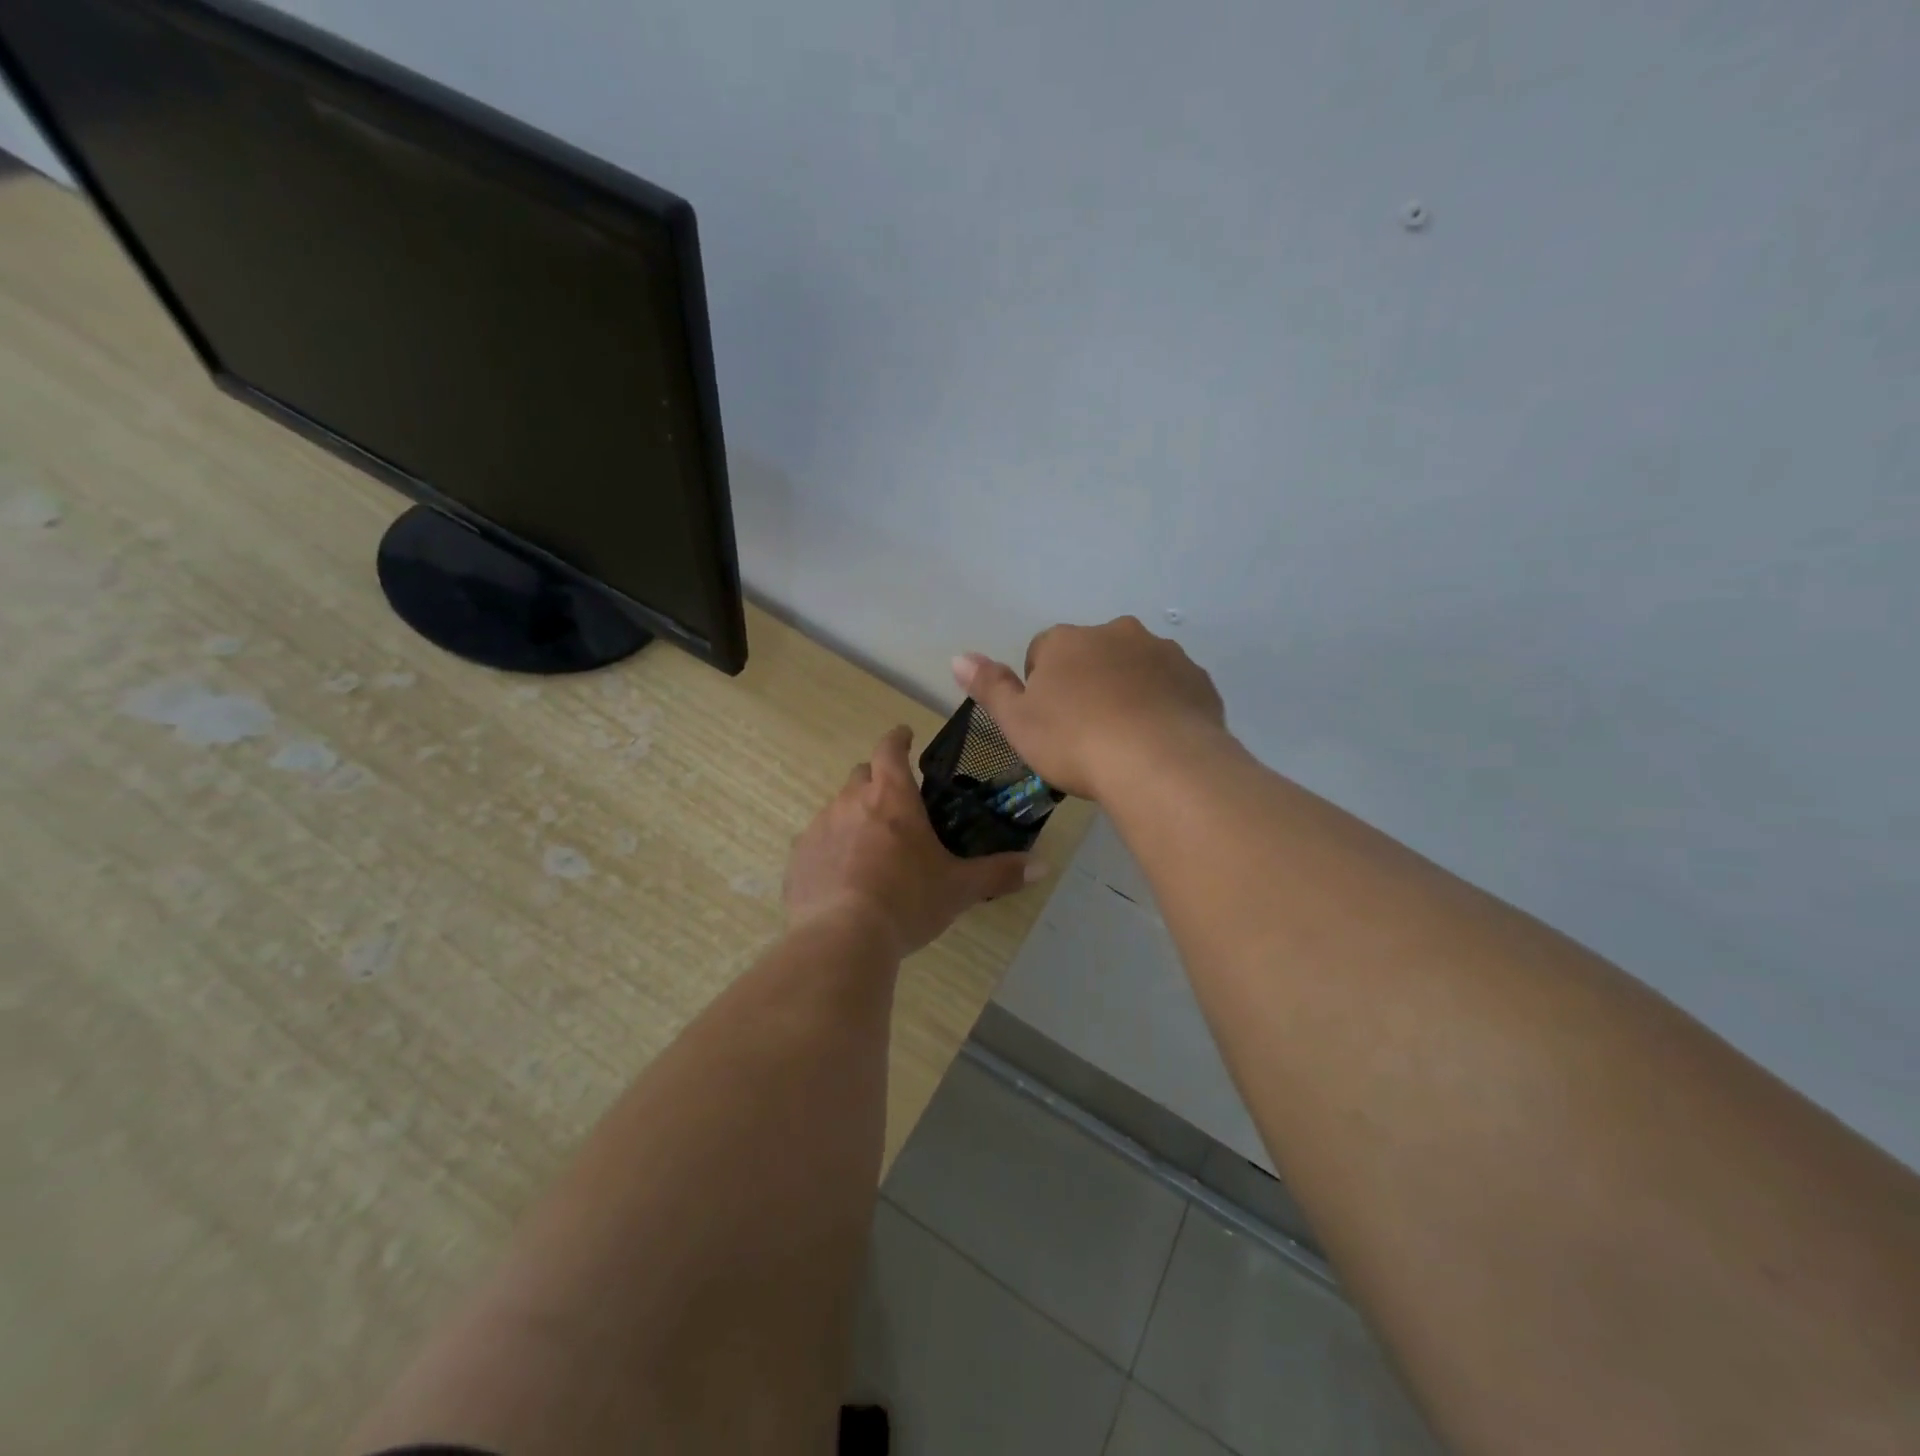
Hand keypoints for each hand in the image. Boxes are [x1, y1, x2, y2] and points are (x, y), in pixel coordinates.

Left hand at [784, 726, 1039, 958]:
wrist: (842, 938)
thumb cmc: (907, 901)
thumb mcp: (959, 888)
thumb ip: (999, 873)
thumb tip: (1042, 866)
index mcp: (892, 797)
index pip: (890, 748)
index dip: (898, 738)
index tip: (905, 736)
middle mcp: (851, 801)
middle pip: (861, 775)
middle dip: (877, 780)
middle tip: (895, 804)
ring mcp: (820, 827)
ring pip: (837, 807)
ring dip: (854, 816)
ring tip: (870, 848)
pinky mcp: (798, 857)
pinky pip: (816, 841)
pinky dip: (831, 848)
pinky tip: (842, 876)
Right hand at [953, 617, 1228, 799]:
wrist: (1159, 763)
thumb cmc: (1075, 742)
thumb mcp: (1017, 722)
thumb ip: (989, 686)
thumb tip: (958, 657)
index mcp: (1068, 641)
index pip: (1043, 651)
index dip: (1042, 687)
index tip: (1049, 723)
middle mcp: (1116, 633)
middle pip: (1092, 654)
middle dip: (1087, 683)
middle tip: (1085, 731)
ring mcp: (1162, 653)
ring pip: (1134, 667)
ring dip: (1126, 691)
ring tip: (1124, 739)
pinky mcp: (1196, 678)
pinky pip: (1170, 687)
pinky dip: (1161, 705)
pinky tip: (1156, 740)